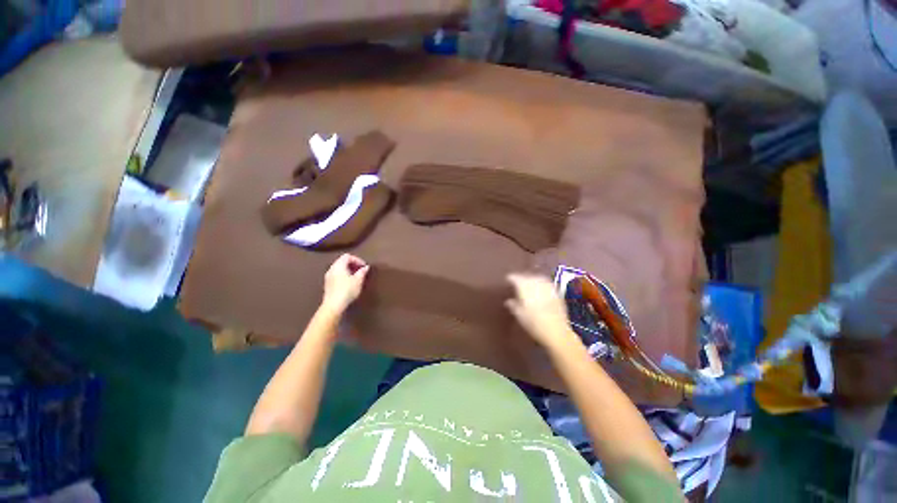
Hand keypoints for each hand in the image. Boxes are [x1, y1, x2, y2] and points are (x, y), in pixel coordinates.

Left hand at [321, 254, 369, 313]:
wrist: (333, 305)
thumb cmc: (347, 290)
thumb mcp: (358, 280)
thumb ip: (362, 272)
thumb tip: (366, 267)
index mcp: (338, 265)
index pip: (348, 256)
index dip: (357, 259)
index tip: (364, 266)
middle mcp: (331, 268)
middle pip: (342, 261)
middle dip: (353, 264)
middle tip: (361, 270)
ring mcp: (328, 276)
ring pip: (339, 268)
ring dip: (348, 269)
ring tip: (356, 276)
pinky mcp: (328, 284)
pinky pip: (337, 274)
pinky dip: (344, 275)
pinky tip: (349, 282)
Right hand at [506, 273, 576, 348]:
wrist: (557, 332)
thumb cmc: (534, 324)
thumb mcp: (520, 315)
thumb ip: (513, 305)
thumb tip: (509, 301)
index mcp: (525, 288)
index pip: (516, 278)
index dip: (511, 278)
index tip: (508, 280)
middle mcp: (536, 284)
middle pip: (527, 276)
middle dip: (522, 278)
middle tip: (517, 282)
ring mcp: (548, 287)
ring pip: (538, 278)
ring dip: (532, 279)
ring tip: (529, 283)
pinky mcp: (557, 293)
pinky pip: (547, 284)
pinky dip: (542, 284)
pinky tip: (541, 289)